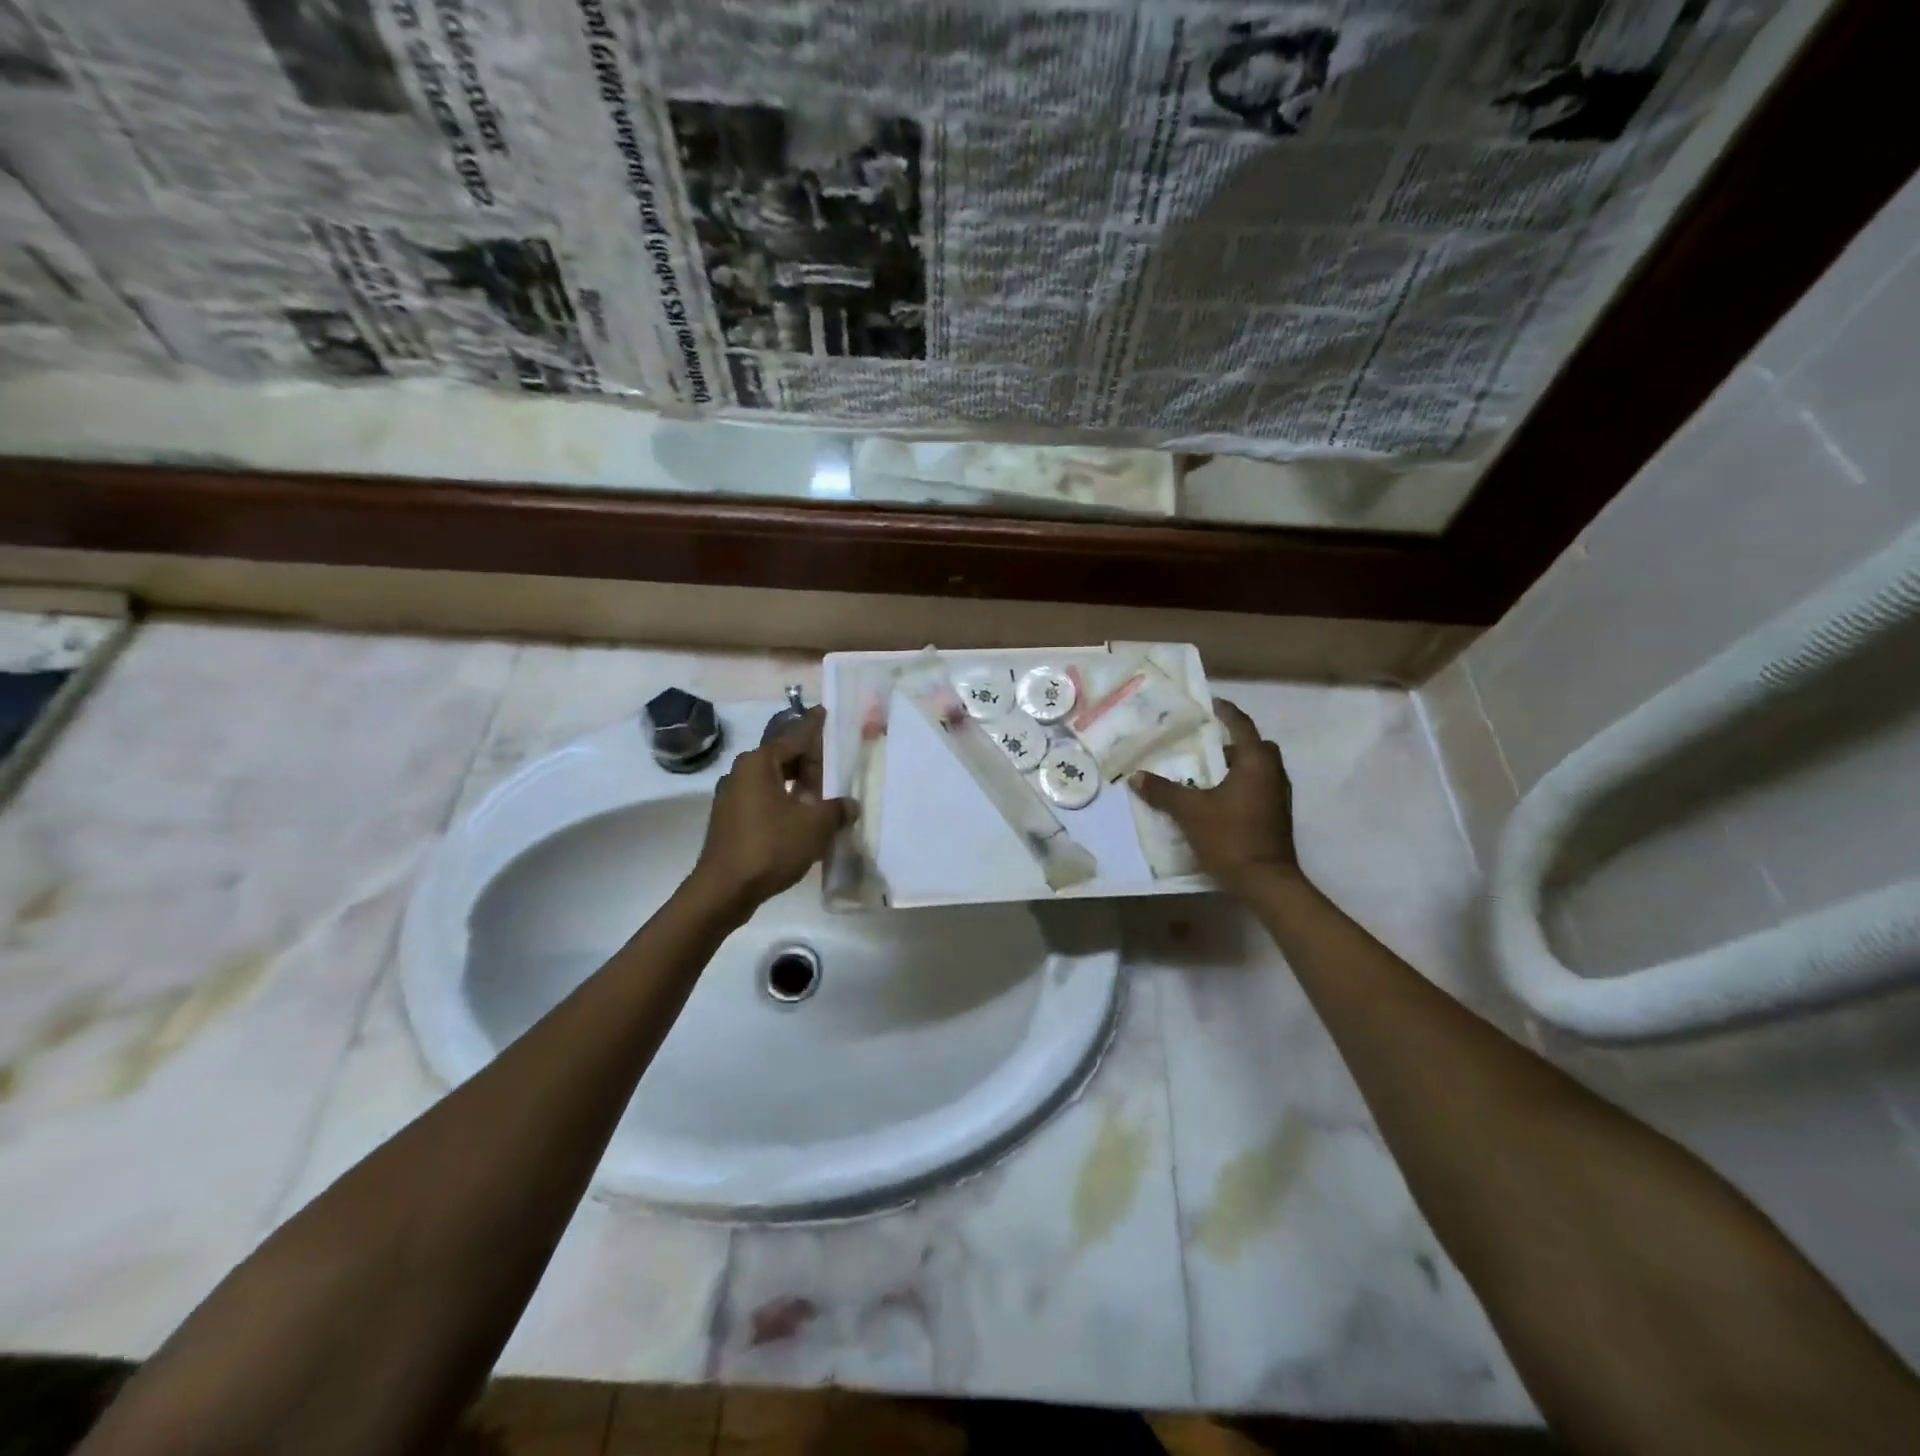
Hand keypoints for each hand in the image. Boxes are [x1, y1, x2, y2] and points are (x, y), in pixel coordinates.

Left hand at [689, 707, 854, 915]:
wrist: (724, 890)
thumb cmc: (771, 846)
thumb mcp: (815, 825)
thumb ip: (836, 809)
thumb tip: (850, 805)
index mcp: (760, 763)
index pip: (795, 736)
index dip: (813, 726)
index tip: (823, 711)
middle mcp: (742, 772)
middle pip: (783, 758)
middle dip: (809, 763)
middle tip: (834, 769)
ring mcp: (732, 797)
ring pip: (773, 781)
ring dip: (797, 787)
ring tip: (822, 797)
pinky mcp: (730, 820)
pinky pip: (763, 800)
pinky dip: (783, 803)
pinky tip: (801, 819)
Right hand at [1131, 700, 1299, 896]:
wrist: (1265, 882)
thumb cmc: (1230, 837)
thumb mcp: (1190, 812)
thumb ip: (1163, 791)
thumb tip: (1136, 776)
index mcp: (1256, 762)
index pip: (1241, 725)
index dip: (1225, 712)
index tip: (1208, 704)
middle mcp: (1272, 773)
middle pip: (1253, 746)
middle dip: (1230, 743)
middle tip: (1201, 745)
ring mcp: (1278, 796)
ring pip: (1256, 769)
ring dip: (1234, 766)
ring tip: (1202, 773)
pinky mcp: (1276, 816)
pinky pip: (1256, 788)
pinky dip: (1238, 786)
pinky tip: (1214, 799)